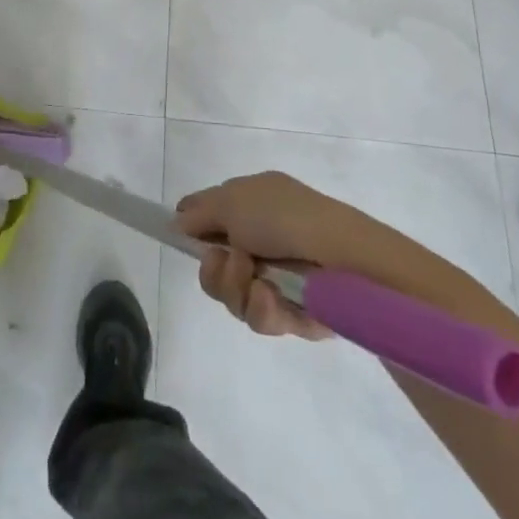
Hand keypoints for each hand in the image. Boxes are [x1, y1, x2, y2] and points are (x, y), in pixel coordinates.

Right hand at [175, 172, 434, 340]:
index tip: (181, 239)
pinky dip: (262, 309)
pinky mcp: (292, 312)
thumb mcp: (233, 200)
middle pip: (213, 266)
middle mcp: (261, 239)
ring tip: (259, 282)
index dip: (192, 229)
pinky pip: (259, 318)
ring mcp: (276, 277)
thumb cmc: (285, 218)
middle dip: (215, 270)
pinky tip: (271, 298)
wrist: (342, 259)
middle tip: (232, 262)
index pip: (209, 216)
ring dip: (237, 289)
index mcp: (252, 203)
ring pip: (232, 296)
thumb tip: (177, 221)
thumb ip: (199, 212)